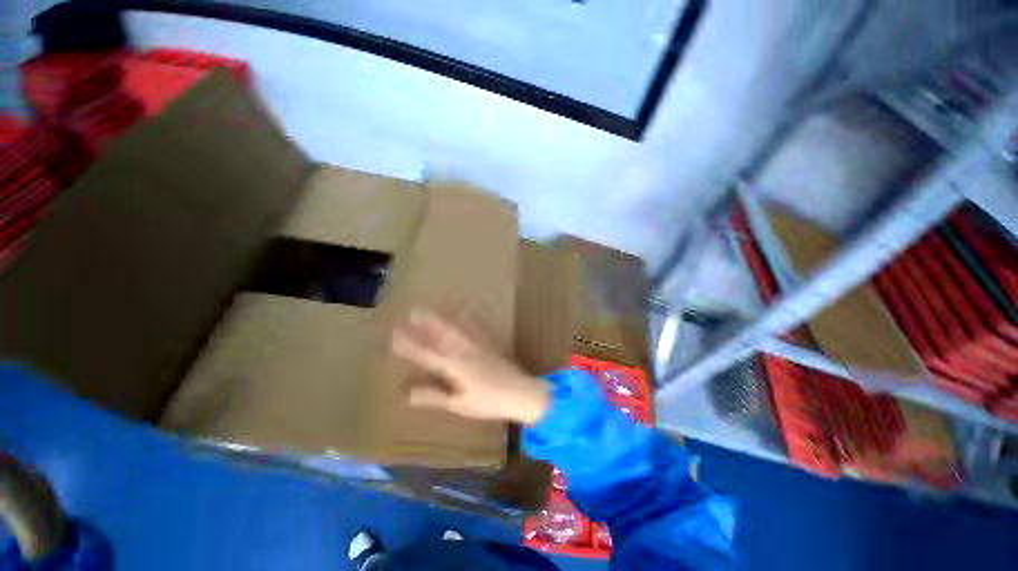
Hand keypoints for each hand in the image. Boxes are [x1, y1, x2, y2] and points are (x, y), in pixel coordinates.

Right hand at [393, 309, 549, 425]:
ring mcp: (477, 346)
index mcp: (454, 367)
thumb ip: (433, 396)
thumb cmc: (489, 402)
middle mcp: (463, 351)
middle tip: (413, 311)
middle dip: (426, 323)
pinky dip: (462, 321)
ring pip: (455, 329)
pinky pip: (471, 329)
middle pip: (441, 335)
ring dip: (441, 319)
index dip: (409, 344)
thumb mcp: (459, 404)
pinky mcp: (487, 345)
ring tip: (430, 310)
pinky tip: (460, 316)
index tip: (395, 334)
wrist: (520, 392)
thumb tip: (406, 393)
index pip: (426, 354)